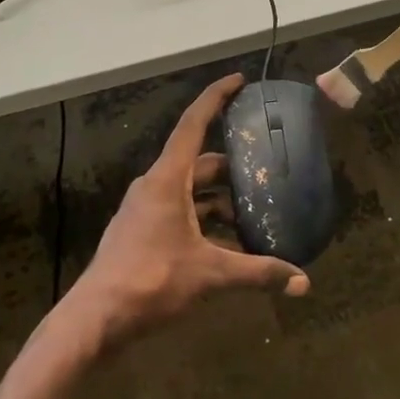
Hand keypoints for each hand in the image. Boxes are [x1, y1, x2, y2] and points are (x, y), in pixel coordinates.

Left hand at [69, 73, 309, 346]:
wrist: (95, 318)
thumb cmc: (151, 281)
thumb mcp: (210, 274)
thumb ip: (258, 273)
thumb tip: (303, 282)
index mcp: (167, 179)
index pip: (193, 124)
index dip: (216, 97)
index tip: (239, 80)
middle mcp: (154, 186)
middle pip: (198, 162)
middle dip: (232, 166)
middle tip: (266, 168)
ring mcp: (145, 209)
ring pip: (190, 191)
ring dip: (220, 199)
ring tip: (255, 212)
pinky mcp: (141, 231)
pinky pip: (180, 212)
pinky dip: (205, 219)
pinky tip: (229, 244)